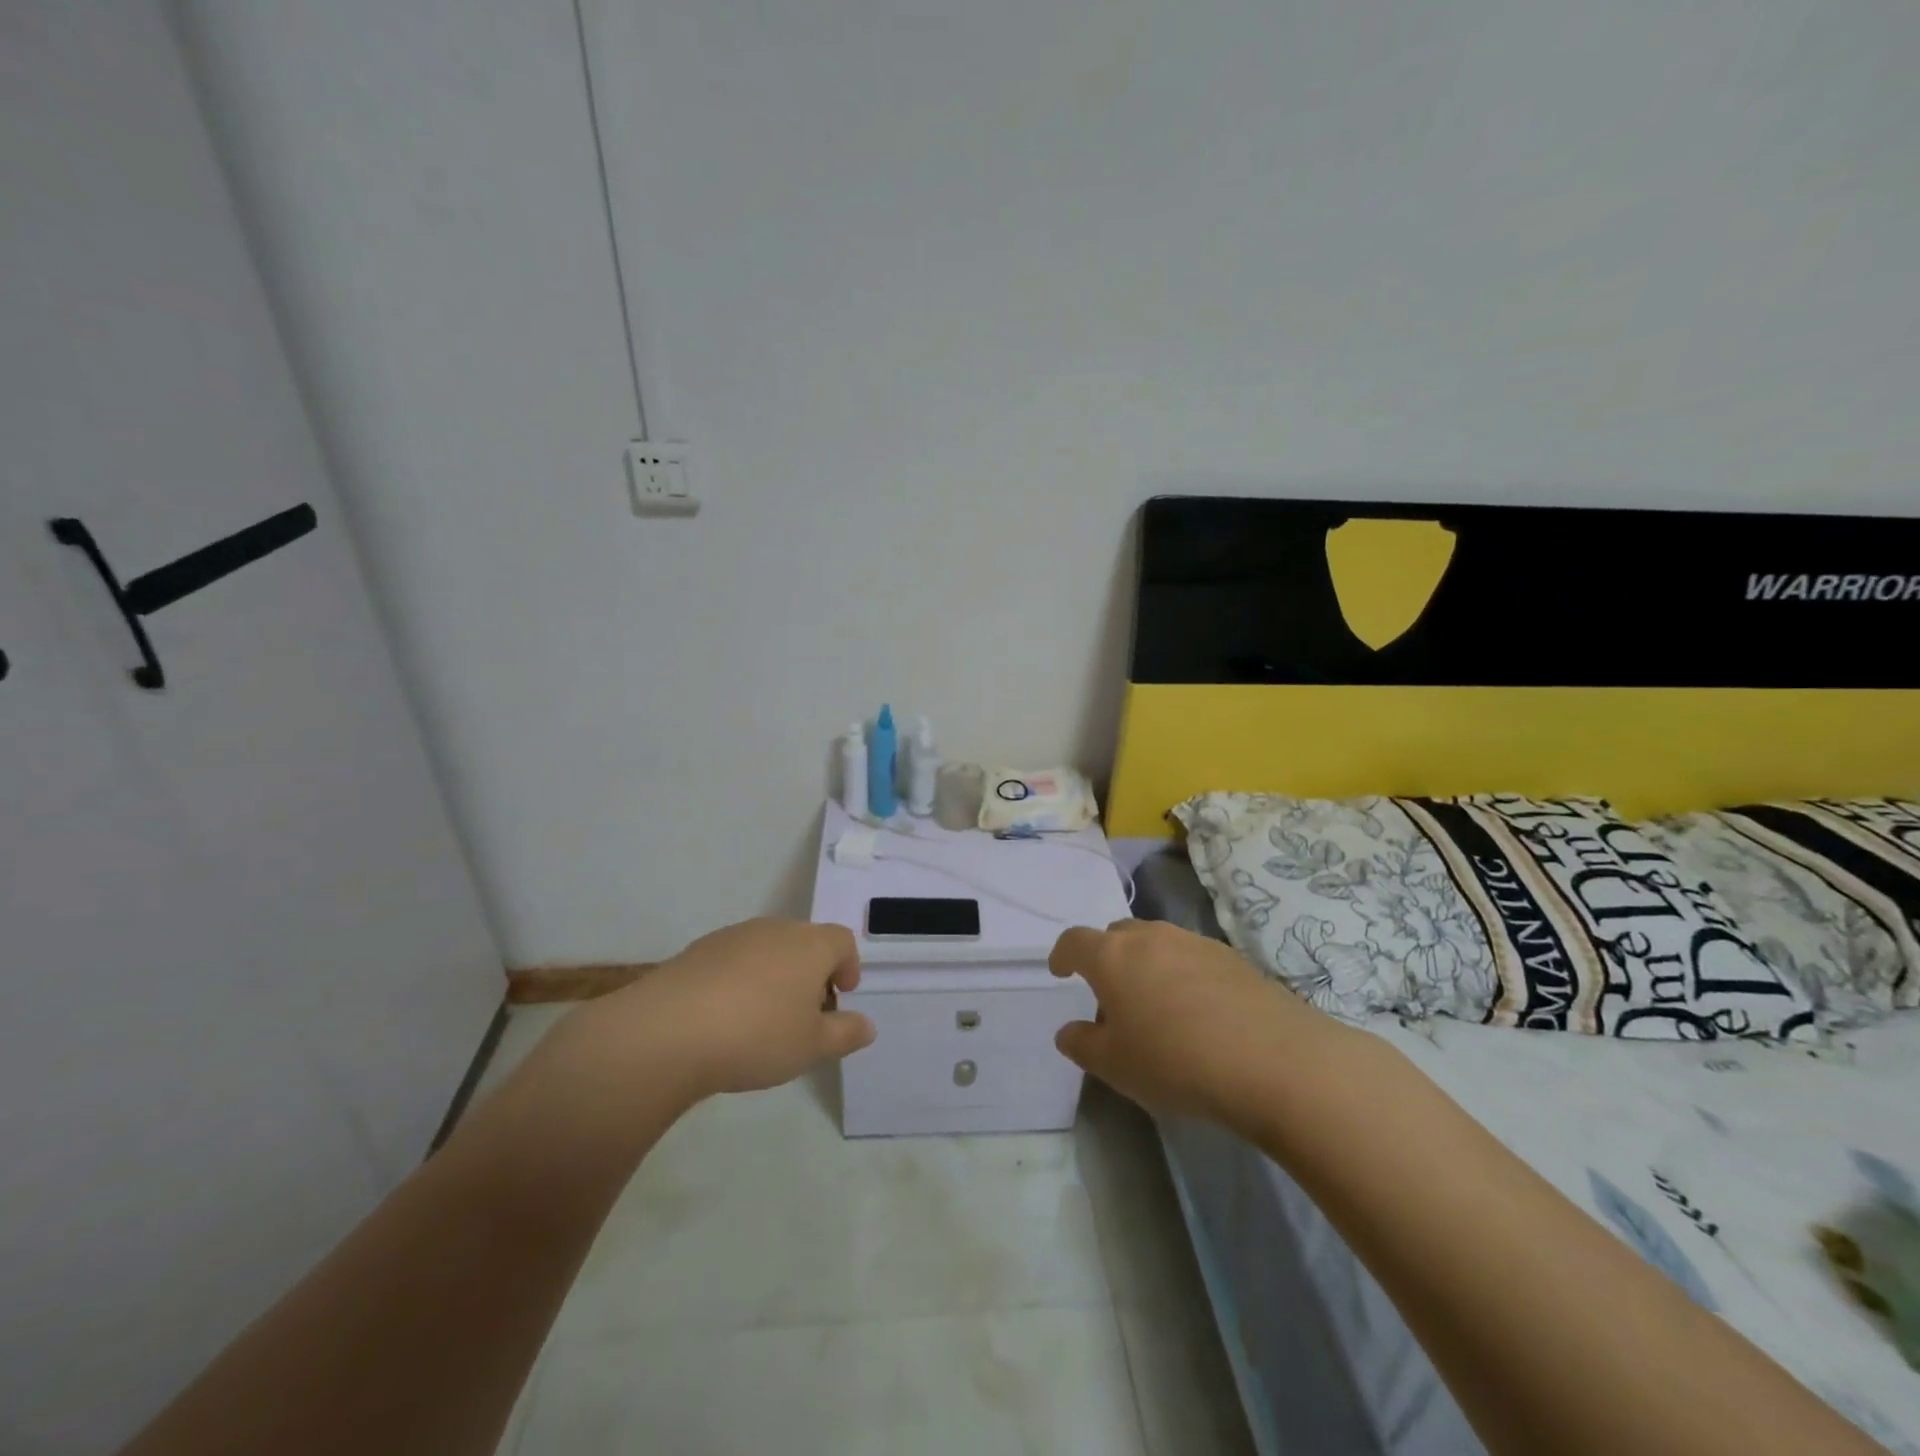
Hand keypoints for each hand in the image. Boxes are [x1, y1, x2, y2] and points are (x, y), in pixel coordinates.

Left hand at [582, 918, 875, 1101]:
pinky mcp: (698, 950)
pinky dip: (740, 980)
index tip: (842, 996)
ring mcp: (734, 936)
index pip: (842, 941)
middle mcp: (775, 929)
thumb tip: (867, 1025)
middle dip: (812, 973)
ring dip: (775, 975)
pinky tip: (726, 1017)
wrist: (668, 1031)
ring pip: (768, 949)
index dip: (848, 966)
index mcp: (810, 945)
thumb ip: (845, 1033)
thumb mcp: (811, 1046)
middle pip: (805, 942)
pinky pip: (733, 960)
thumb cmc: (757, 1035)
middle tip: (806, 1014)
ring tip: (764, 1019)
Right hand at [1050, 919, 1336, 1128]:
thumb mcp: (1115, 1067)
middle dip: (1106, 958)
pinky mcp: (1231, 956)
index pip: (1074, 941)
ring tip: (1156, 1007)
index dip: (1062, 955)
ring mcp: (1193, 942)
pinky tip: (1198, 1012)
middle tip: (1111, 997)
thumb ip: (1083, 1045)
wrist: (1274, 1061)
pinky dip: (1182, 974)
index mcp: (1111, 956)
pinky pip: (1191, 957)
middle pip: (1116, 935)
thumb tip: (1068, 1031)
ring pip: (1156, 943)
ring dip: (1146, 965)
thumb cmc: (1175, 1062)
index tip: (1060, 972)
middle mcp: (1150, 936)